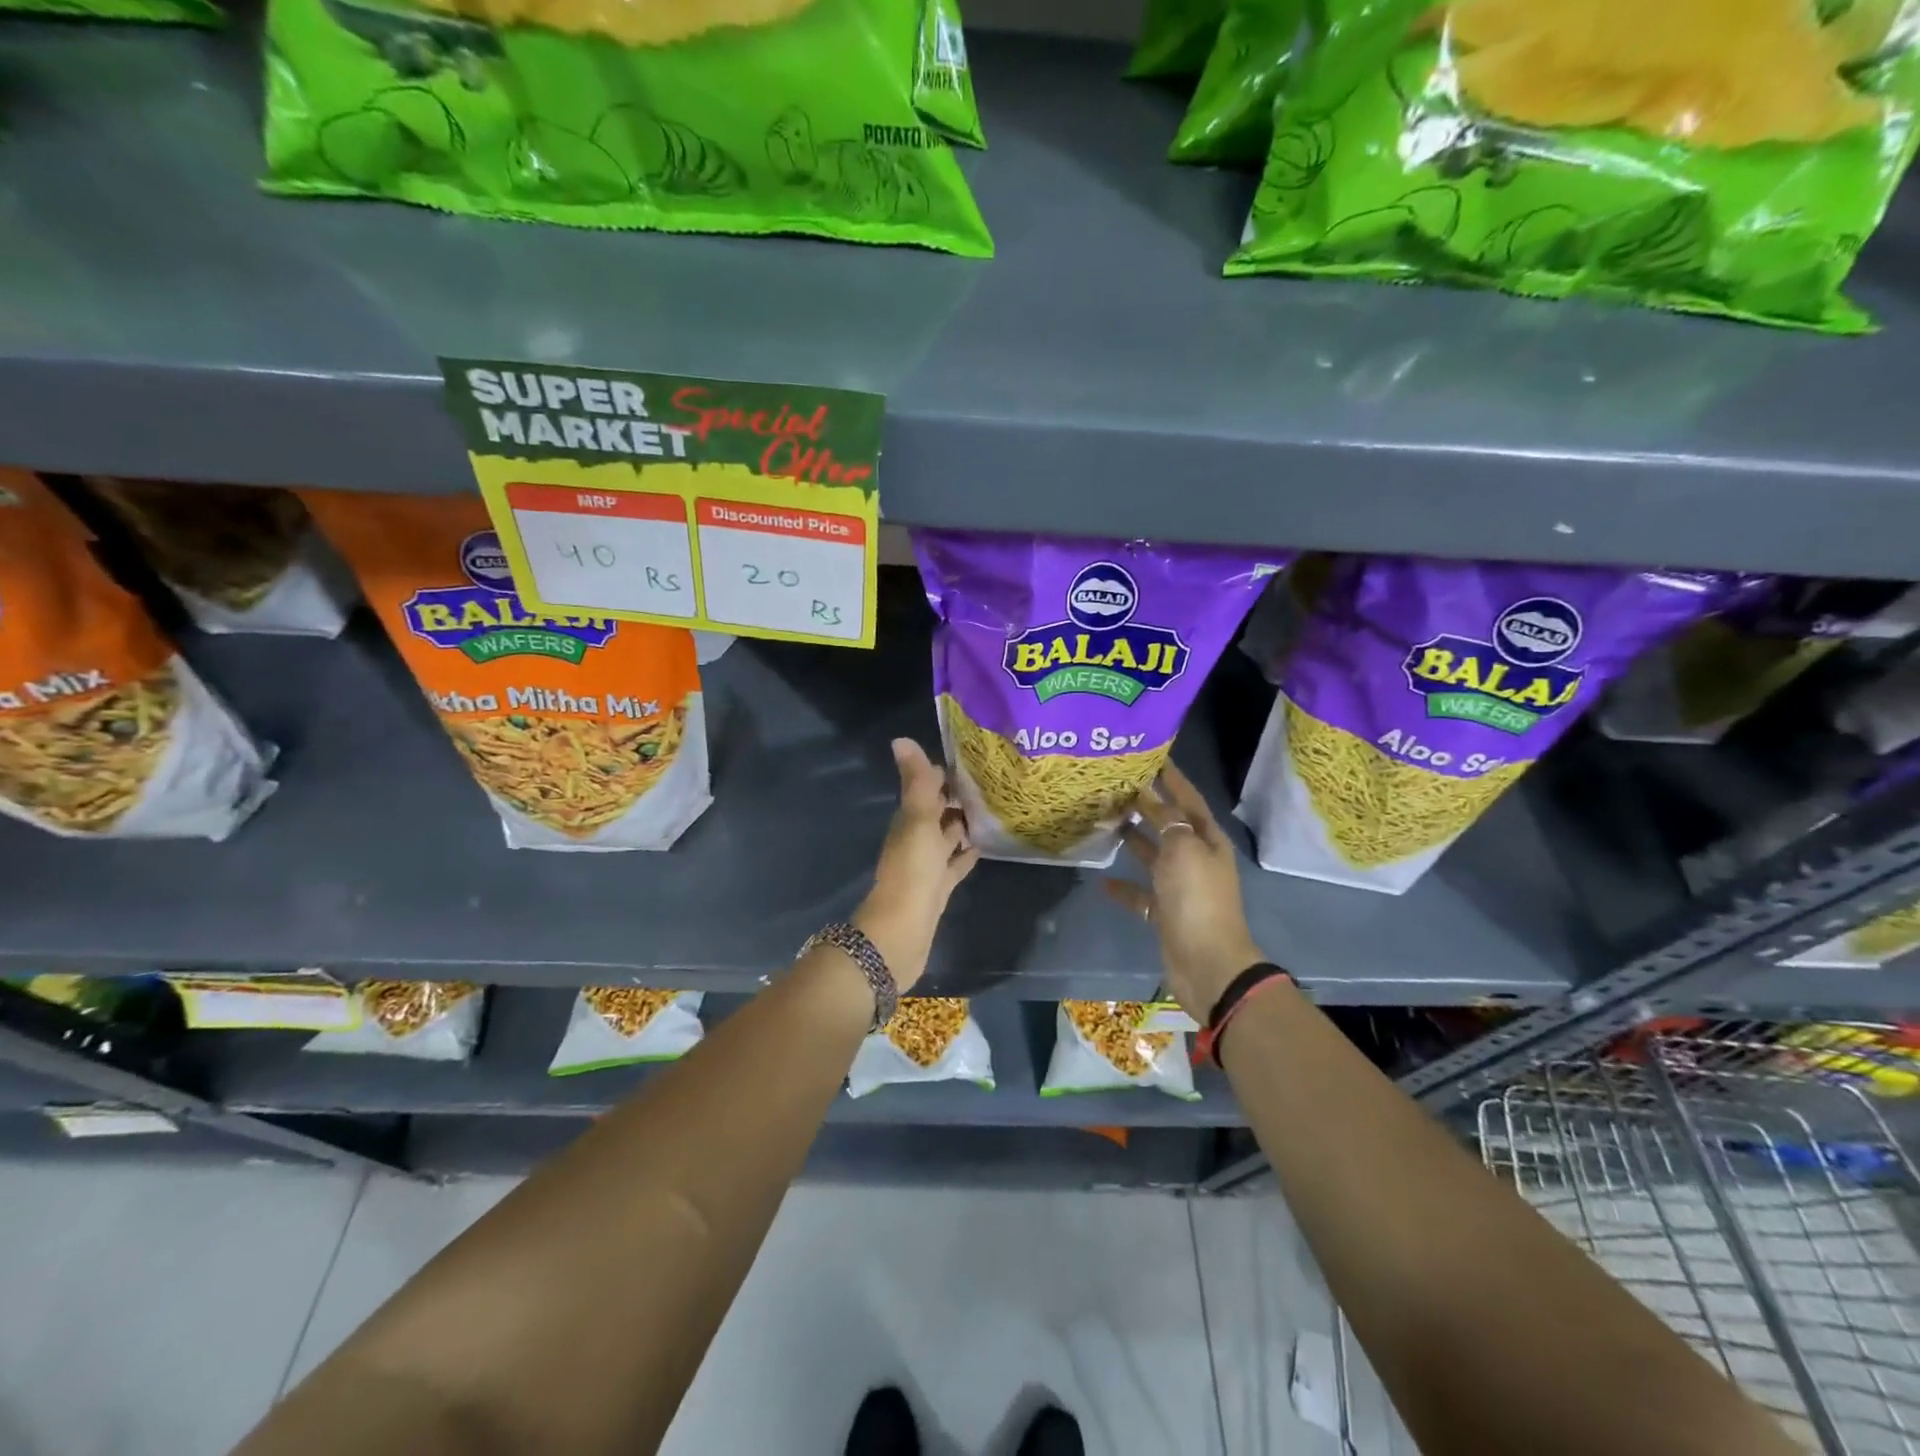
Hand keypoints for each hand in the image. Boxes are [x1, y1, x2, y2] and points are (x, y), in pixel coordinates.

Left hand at [855, 738, 978, 992]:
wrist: (902, 932)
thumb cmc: (912, 871)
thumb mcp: (917, 820)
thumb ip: (916, 783)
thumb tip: (901, 739)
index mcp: (910, 820)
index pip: (928, 787)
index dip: (945, 772)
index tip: (973, 757)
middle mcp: (917, 838)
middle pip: (939, 811)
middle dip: (959, 796)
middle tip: (993, 780)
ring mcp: (928, 864)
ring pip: (949, 836)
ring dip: (965, 823)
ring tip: (996, 808)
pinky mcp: (940, 887)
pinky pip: (956, 863)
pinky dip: (967, 852)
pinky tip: (986, 845)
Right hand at [1104, 762, 1265, 1018]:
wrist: (1206, 961)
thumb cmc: (1197, 898)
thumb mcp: (1184, 850)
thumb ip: (1167, 822)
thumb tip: (1152, 800)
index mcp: (1208, 841)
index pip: (1189, 800)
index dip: (1174, 779)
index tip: (1153, 757)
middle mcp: (1196, 859)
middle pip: (1170, 825)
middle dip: (1149, 806)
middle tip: (1119, 785)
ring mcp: (1181, 888)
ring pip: (1154, 856)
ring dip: (1135, 840)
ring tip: (1108, 821)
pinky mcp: (1166, 913)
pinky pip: (1142, 894)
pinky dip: (1124, 887)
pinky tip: (1103, 881)